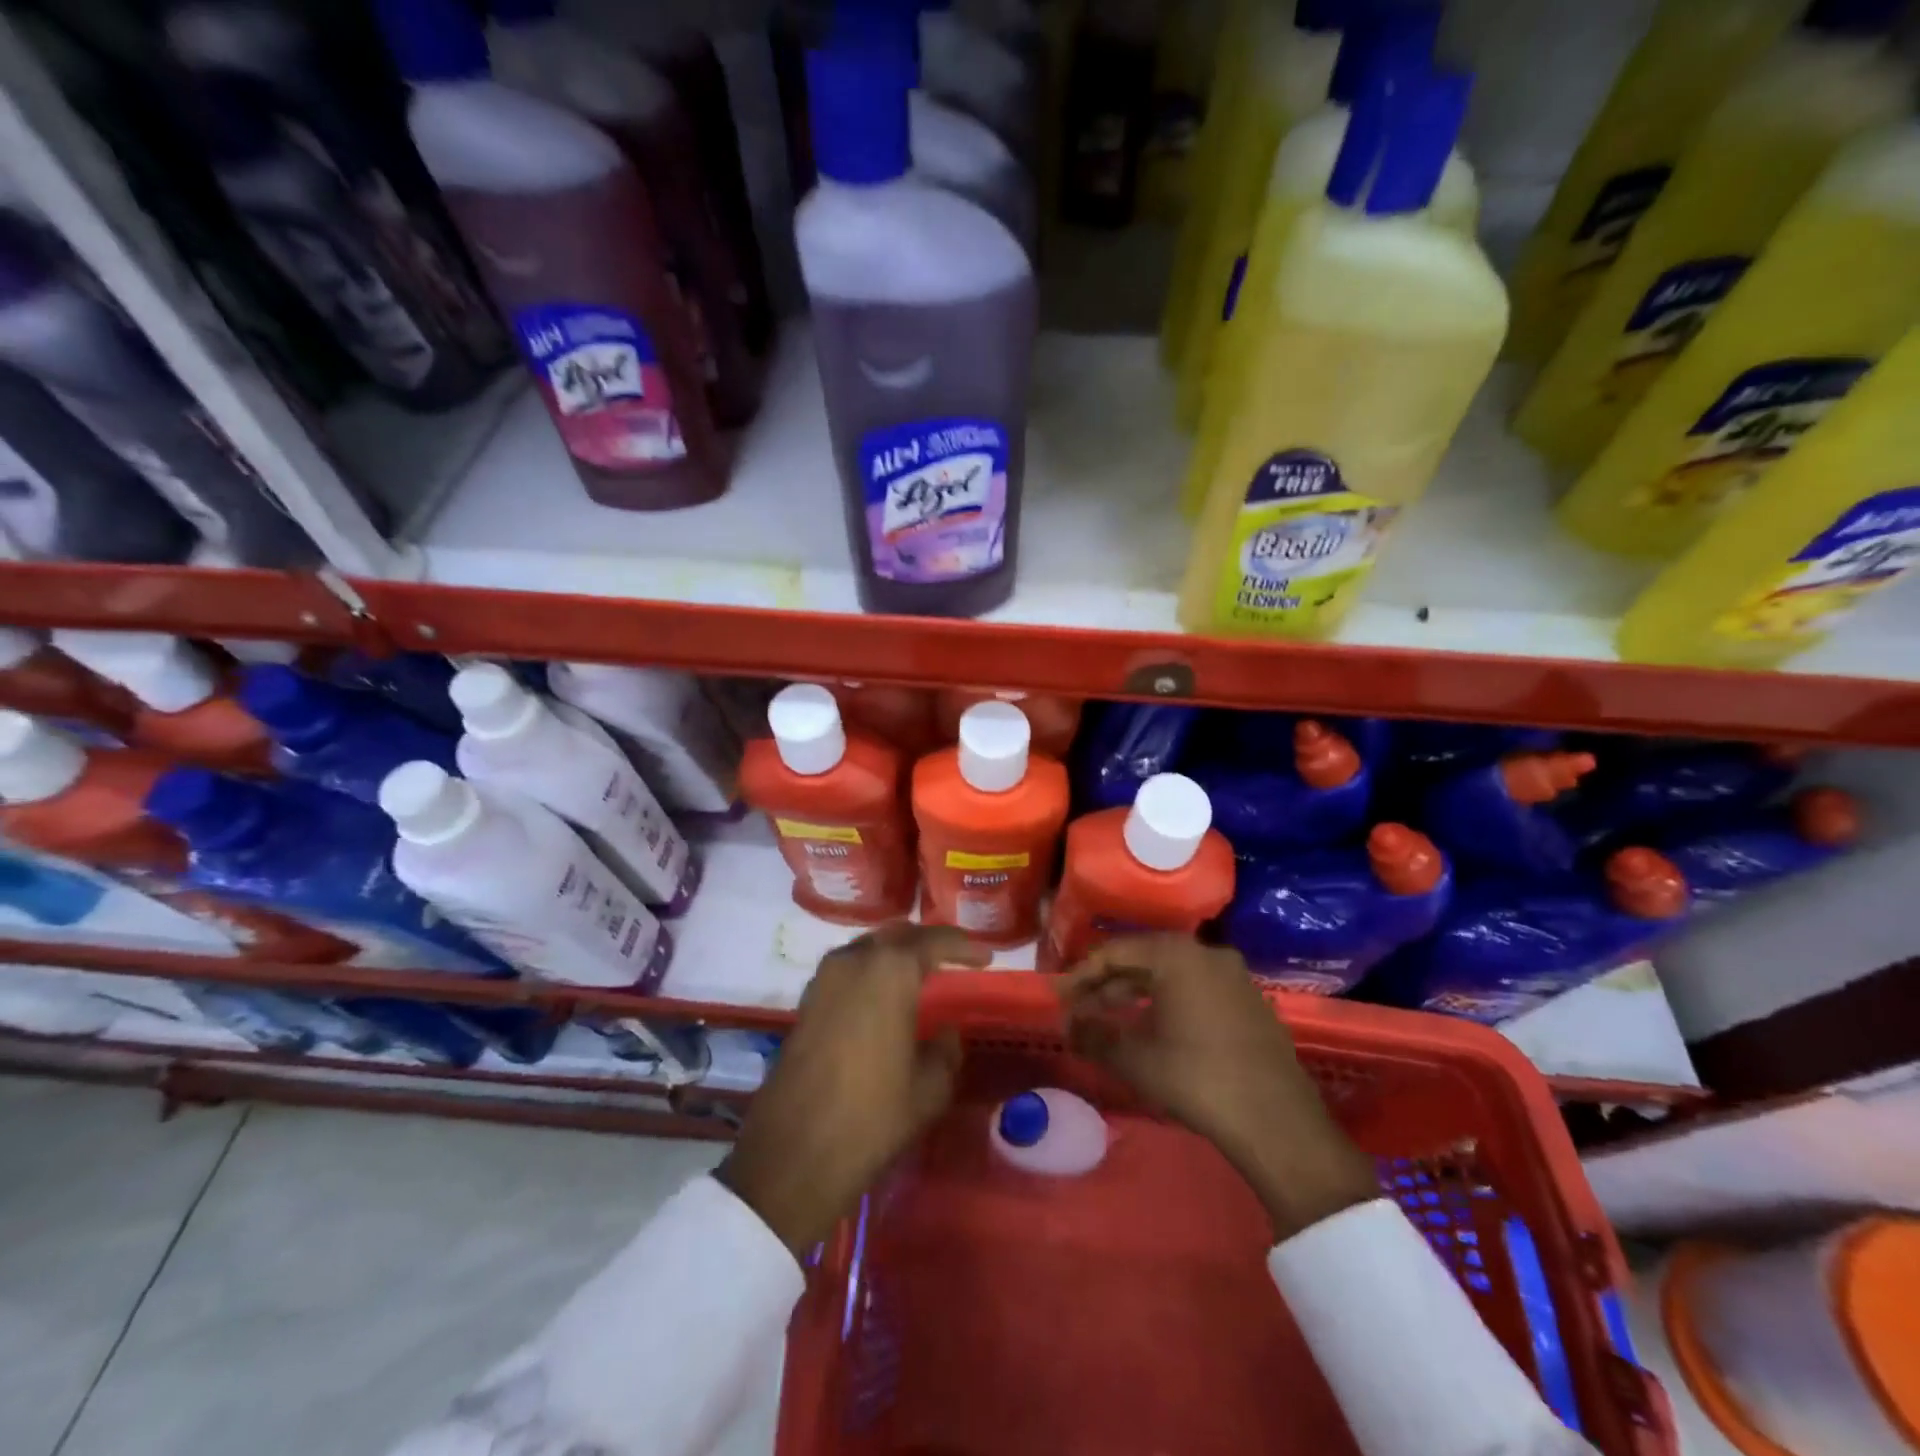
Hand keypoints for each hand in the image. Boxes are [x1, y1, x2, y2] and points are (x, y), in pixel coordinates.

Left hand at [716, 924, 988, 1253]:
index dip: (963, 946)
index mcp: (890, 971)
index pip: (934, 941)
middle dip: (928, 942)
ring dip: (895, 953)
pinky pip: (847, 969)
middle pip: (897, 936)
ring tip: (920, 972)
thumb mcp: (928, 1089)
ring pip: (868, 948)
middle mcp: (854, 961)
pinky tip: (882, 995)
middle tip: (954, 957)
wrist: (793, 1154)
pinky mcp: (806, 1002)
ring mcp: (824, 979)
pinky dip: (870, 971)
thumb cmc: (872, 1117)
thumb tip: (947, 1033)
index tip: (985, 957)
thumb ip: (946, 1051)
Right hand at [1060, 935, 1377, 1241]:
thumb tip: (1067, 1026)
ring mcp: (1234, 977)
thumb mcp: (1135, 1059)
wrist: (1277, 1122)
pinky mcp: (1250, 1003)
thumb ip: (1094, 1035)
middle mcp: (1207, 954)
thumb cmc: (1196, 1078)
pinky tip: (1154, 1030)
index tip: (1060, 998)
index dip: (1083, 975)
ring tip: (1111, 1021)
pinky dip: (1168, 1003)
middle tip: (1081, 1010)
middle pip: (1145, 960)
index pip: (1116, 952)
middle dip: (1109, 985)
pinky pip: (1197, 990)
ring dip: (1137, 995)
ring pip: (1172, 976)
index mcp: (1177, 955)